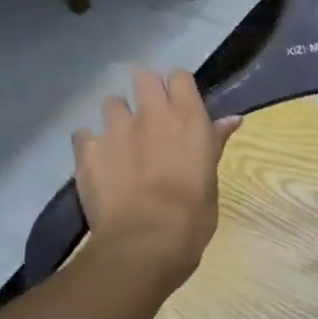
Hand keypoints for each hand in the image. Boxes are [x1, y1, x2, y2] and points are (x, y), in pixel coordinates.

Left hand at [72, 70, 239, 295]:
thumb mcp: (211, 178)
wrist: (146, 241)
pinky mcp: (87, 150)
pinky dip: (92, 144)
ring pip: (111, 103)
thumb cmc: (193, 214)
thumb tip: (232, 119)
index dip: (178, 88)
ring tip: (122, 140)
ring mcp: (115, 129)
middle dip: (145, 90)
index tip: (180, 104)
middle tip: (150, 115)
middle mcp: (151, 114)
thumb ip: (214, 143)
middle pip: (143, 77)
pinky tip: (99, 161)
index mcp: (188, 118)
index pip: (180, 77)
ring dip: (118, 116)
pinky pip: (84, 134)